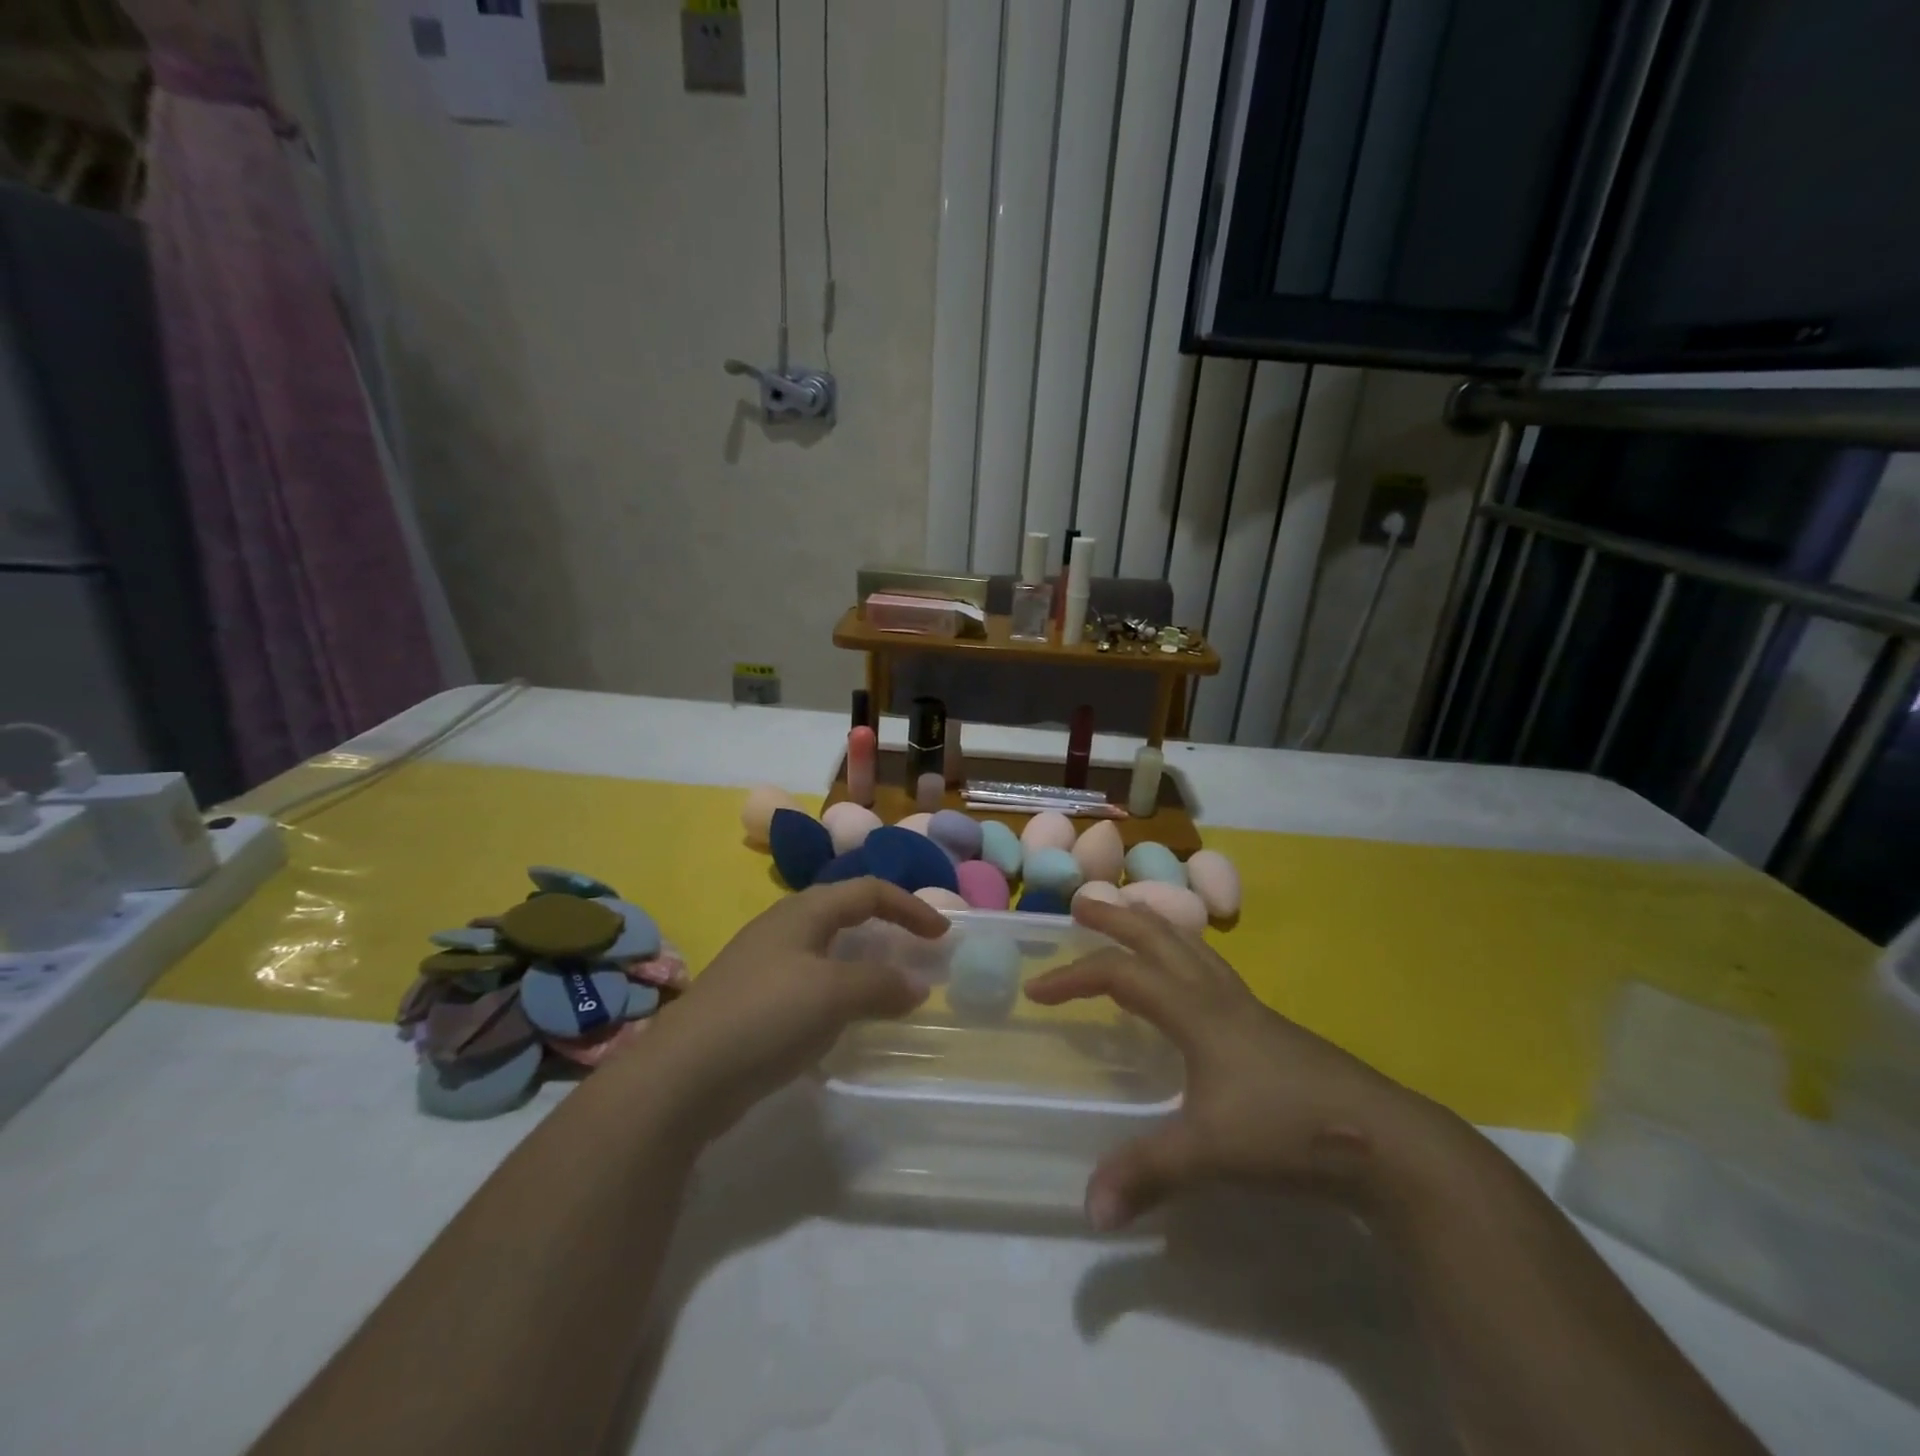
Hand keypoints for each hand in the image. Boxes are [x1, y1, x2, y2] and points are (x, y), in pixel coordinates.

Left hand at [646, 878, 944, 1139]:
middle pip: (844, 913)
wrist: (681, 1076)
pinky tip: (842, 1023)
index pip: (868, 890)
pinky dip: (838, 993)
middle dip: (885, 927)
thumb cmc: (765, 1016)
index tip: (942, 936)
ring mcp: (762, 966)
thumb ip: (881, 985)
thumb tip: (917, 986)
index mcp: (803, 912)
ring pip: (826, 951)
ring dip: (861, 963)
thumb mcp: (833, 994)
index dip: (909, 906)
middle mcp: (783, 928)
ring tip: (887, 989)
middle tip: (916, 954)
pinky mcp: (751, 1003)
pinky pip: (809, 984)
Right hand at [1027, 898, 1442, 1230]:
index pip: (1121, 976)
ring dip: (1156, 928)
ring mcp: (1250, 1009)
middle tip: (1082, 904)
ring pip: (1194, 947)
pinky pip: (1215, 972)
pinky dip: (1186, 957)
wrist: (1387, 1141)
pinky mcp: (1271, 1028)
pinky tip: (1189, 984)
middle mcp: (1220, 997)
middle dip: (1117, 918)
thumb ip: (1146, 1174)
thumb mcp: (1209, 1154)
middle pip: (1160, 938)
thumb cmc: (1288, 1130)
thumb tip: (1088, 1209)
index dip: (1074, 977)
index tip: (1036, 991)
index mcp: (1196, 1012)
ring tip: (1132, 921)